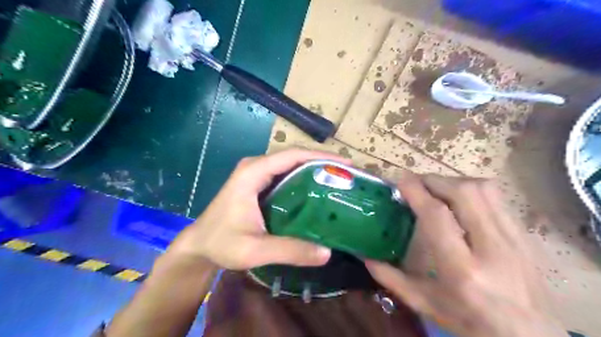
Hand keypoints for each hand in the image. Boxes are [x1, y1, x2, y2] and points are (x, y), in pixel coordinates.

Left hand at [166, 149, 350, 269]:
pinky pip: (287, 174)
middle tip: (348, 173)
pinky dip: (305, 178)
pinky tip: (320, 190)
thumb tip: (327, 252)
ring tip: (340, 179)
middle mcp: (256, 166)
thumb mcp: (254, 250)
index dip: (321, 157)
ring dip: (316, 169)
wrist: (200, 244)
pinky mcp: (259, 182)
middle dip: (323, 162)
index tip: (346, 164)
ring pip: (292, 164)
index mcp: (253, 172)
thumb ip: (289, 250)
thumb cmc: (221, 243)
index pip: (292, 155)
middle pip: (295, 156)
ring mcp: (257, 173)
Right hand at [364, 174, 565, 336]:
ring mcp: (514, 239)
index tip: (401, 180)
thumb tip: (366, 257)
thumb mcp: (426, 304)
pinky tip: (461, 200)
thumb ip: (392, 279)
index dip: (416, 191)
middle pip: (463, 193)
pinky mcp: (525, 235)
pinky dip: (473, 189)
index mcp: (461, 270)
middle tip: (417, 184)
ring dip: (454, 182)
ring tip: (437, 189)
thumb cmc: (472, 322)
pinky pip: (498, 198)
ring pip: (484, 189)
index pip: (437, 216)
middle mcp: (492, 249)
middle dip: (434, 181)